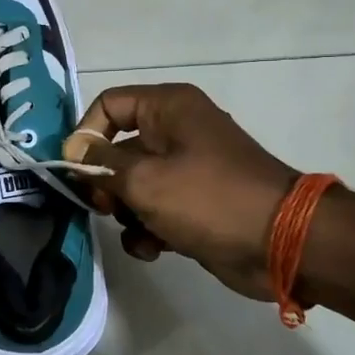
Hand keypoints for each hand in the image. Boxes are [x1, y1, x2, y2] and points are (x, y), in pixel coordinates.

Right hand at [64, 83, 295, 299]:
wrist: (281, 243)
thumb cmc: (208, 198)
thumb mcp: (143, 179)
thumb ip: (100, 166)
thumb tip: (73, 155)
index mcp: (168, 107)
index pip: (109, 104)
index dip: (86, 134)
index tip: (75, 170)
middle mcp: (177, 131)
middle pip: (118, 148)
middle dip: (105, 182)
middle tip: (103, 208)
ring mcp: (188, 169)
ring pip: (133, 185)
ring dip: (126, 213)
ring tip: (136, 231)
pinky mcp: (195, 204)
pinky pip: (156, 210)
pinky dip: (148, 229)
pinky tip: (152, 249)